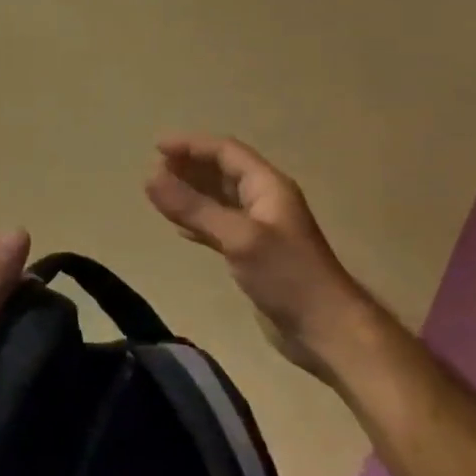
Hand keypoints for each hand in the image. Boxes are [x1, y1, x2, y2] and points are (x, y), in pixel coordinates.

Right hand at [145, 133, 377, 382]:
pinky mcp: (254, 254)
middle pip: (222, 172)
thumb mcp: (238, 237)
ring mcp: (260, 228)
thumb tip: (149, 178)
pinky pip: (220, 226)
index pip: (226, 152)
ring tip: (160, 193)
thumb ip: (193, 207)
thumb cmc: (287, 275)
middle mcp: (265, 200)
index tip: (156, 147)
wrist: (327, 330)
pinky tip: (179, 229)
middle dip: (189, 166)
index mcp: (268, 186)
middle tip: (154, 170)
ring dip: (191, 193)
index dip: (192, 145)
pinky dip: (198, 221)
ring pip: (220, 199)